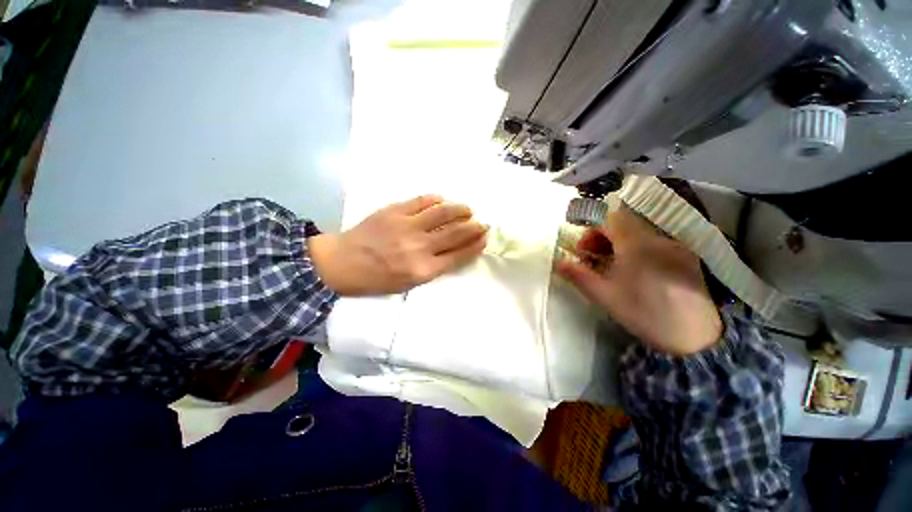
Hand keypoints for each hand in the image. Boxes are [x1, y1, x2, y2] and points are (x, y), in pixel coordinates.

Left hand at [308, 195, 487, 295]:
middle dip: (474, 227)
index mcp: (423, 270)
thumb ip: (433, 268)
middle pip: (456, 233)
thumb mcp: (408, 284)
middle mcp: (420, 247)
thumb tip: (453, 251)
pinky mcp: (394, 210)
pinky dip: (436, 199)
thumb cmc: (377, 279)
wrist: (342, 264)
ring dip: (460, 209)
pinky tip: (442, 200)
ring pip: (443, 212)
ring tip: (468, 209)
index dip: (475, 245)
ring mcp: (407, 226)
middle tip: (483, 222)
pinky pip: (422, 200)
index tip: (485, 238)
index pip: (459, 255)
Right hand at [556, 208, 721, 355]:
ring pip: (639, 232)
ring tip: (613, 265)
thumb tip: (557, 262)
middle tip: (593, 258)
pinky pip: (655, 243)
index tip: (583, 250)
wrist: (695, 337)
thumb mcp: (604, 296)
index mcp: (637, 245)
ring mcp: (675, 246)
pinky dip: (638, 249)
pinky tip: (637, 271)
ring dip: (619, 243)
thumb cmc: (644, 313)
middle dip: (602, 236)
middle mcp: (658, 238)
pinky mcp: (686, 257)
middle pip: (624, 223)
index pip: (610, 218)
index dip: (592, 229)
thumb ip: (578, 275)